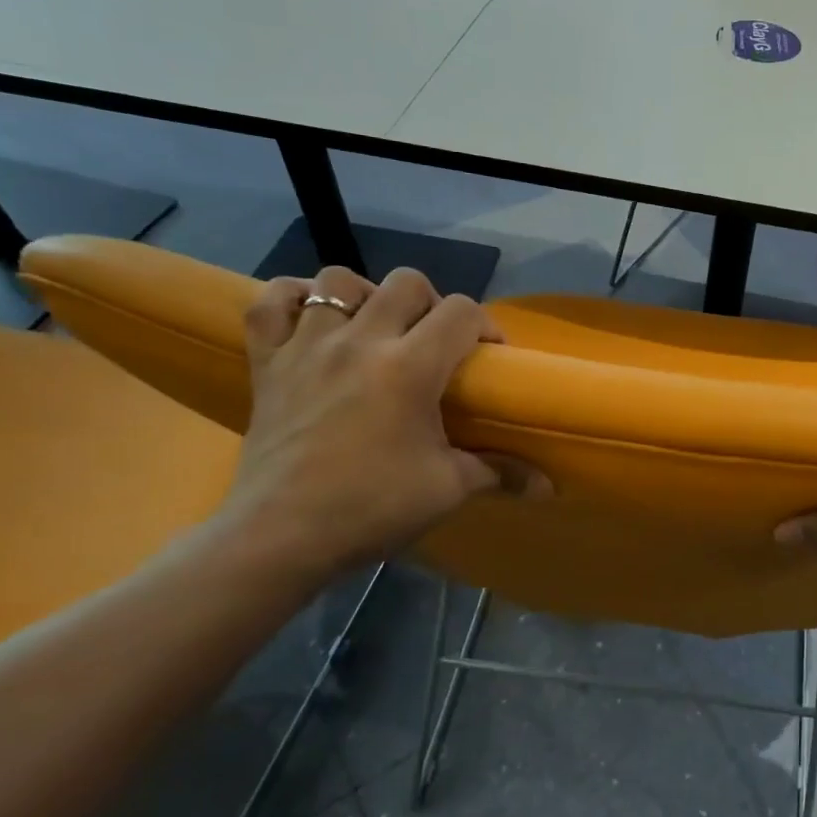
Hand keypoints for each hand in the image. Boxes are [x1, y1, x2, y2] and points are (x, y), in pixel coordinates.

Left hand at [217, 265, 528, 583]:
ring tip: (374, 329)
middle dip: (432, 304)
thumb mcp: (447, 489)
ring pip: (336, 281)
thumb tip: (549, 487)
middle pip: (406, 283)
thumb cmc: (372, 508)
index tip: (489, 356)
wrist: (281, 536)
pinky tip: (312, 320)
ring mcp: (307, 347)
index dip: (485, 325)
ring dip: (364, 296)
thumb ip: (500, 473)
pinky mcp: (268, 363)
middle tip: (434, 342)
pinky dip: (292, 299)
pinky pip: (270, 303)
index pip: (461, 312)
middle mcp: (360, 341)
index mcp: (410, 367)